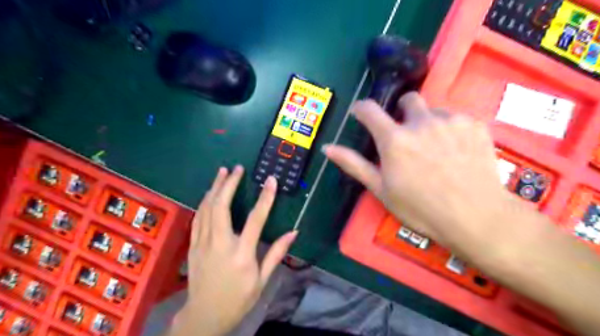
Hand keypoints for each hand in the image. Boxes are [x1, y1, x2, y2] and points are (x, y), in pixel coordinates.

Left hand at [171, 167, 297, 335]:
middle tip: (236, 168)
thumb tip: (294, 232)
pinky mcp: (193, 245)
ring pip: (206, 209)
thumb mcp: (262, 280)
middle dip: (229, 184)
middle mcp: (220, 244)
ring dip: (214, 188)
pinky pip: (198, 218)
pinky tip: (209, 193)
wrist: (204, 316)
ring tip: (222, 172)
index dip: (265, 198)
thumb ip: (277, 253)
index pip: (256, 220)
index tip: (271, 180)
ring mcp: (203, 243)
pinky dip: (204, 202)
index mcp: (242, 254)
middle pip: (221, 207)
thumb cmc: (238, 299)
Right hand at [321, 94, 523, 258]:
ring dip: (427, 122)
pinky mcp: (475, 124)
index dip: (361, 109)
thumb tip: (327, 147)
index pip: (369, 109)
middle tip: (406, 136)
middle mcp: (420, 122)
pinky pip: (456, 118)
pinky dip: (450, 129)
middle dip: (401, 112)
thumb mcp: (381, 189)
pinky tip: (456, 151)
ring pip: (433, 110)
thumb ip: (354, 164)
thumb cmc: (420, 208)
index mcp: (394, 140)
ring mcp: (450, 120)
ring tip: (435, 148)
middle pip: (407, 99)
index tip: (361, 114)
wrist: (476, 217)